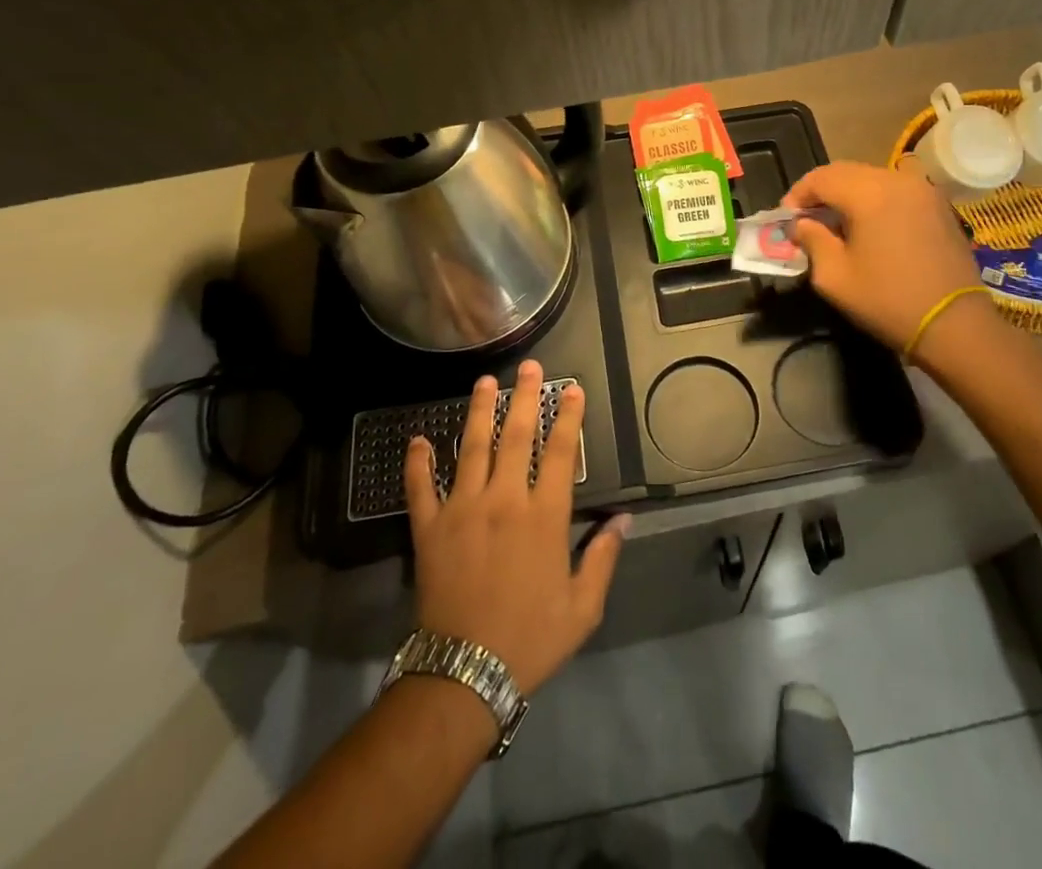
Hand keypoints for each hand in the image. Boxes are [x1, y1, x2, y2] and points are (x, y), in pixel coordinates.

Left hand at [404, 361, 628, 695]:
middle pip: (516, 436)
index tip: (571, 389)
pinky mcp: (429, 528)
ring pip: (472, 448)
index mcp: (544, 516)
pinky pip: (421, 487)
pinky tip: (418, 438)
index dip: (568, 417)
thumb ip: (603, 557)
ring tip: (484, 381)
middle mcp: (504, 500)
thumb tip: (624, 519)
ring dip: (479, 411)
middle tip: (529, 367)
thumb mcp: (582, 607)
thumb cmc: (530, 639)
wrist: (465, 675)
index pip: (560, 452)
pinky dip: (418, 462)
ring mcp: (462, 509)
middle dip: (525, 396)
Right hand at [783, 161, 984, 354]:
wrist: (955, 325)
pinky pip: (896, 190)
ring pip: (872, 178)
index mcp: (869, 193)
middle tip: (806, 219)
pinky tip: (869, 226)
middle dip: (821, 192)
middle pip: (846, 172)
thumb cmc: (888, 300)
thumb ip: (811, 240)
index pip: (821, 178)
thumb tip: (801, 224)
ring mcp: (923, 190)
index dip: (797, 195)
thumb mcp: (834, 276)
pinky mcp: (939, 205)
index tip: (785, 219)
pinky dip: (875, 199)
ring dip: (848, 194)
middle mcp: (897, 180)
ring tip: (836, 223)